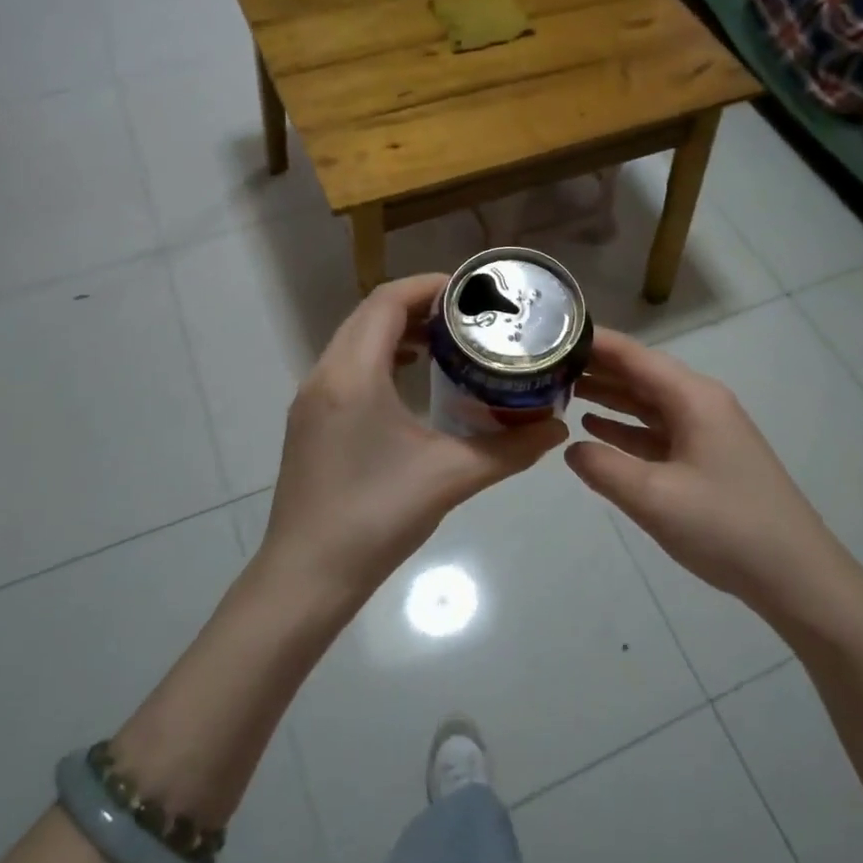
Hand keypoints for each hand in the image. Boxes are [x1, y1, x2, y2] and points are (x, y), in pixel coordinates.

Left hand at [260, 273, 566, 603]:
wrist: (307, 576)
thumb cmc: (376, 518)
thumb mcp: (451, 477)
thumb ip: (509, 449)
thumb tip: (556, 428)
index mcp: (353, 375)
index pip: (387, 302)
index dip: (430, 286)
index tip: (472, 292)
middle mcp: (324, 375)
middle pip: (369, 314)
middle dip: (419, 305)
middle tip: (468, 316)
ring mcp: (311, 399)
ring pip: (354, 340)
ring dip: (397, 330)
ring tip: (445, 343)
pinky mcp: (309, 421)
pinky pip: (346, 366)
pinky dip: (380, 356)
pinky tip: (412, 380)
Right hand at [564, 328, 840, 610]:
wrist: (795, 575)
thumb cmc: (725, 526)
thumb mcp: (653, 497)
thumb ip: (603, 468)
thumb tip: (570, 448)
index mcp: (693, 398)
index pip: (635, 356)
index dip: (594, 342)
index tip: (551, 332)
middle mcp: (700, 404)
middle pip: (640, 375)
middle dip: (595, 368)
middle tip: (544, 363)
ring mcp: (705, 432)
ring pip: (647, 402)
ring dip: (608, 396)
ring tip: (560, 389)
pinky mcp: (706, 459)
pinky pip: (657, 431)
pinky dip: (625, 428)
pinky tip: (594, 429)